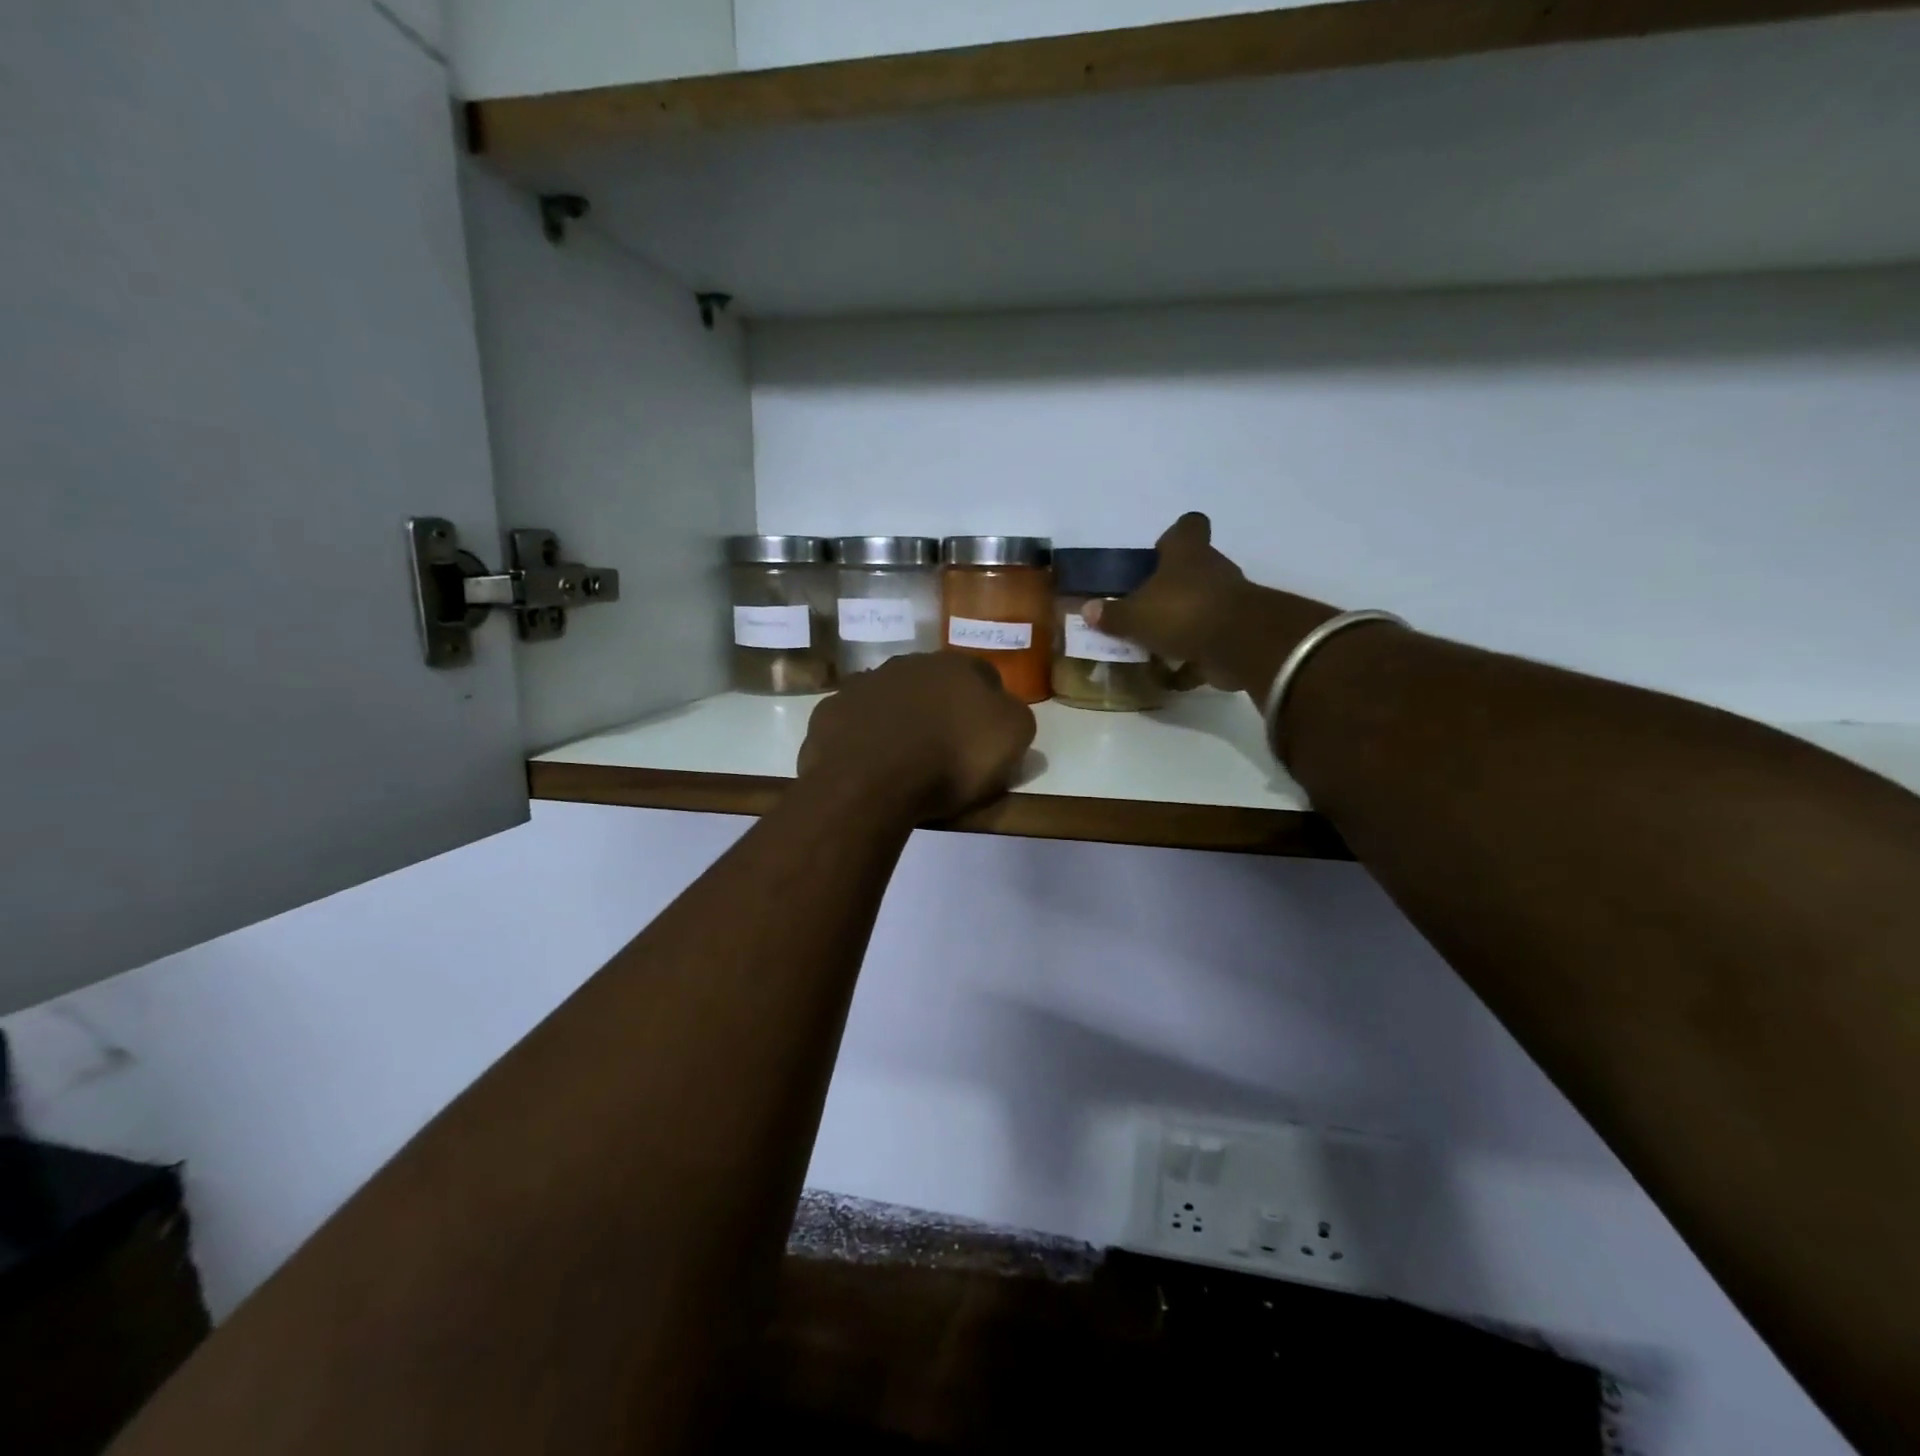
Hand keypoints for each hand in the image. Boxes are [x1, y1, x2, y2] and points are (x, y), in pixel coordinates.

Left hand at [798, 653, 1036, 819]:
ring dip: (899, 717)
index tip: (988, 736)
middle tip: (945, 746)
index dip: (989, 704)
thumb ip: (1015, 717)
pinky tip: (868, 762)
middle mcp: (909, 664)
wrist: (872, 780)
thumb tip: (1004, 710)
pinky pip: (855, 721)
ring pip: (890, 696)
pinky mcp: (831, 711)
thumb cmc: (951, 759)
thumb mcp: (1011, 739)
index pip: (984, 676)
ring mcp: (864, 684)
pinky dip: (862, 736)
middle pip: (933, 682)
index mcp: (956, 666)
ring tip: (903, 756)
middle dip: (940, 707)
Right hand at [1082, 513, 1253, 689]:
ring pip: (1199, 607)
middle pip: (1191, 570)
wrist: (1240, 645)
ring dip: (1179, 625)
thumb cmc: (1182, 613)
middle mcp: (1211, 571)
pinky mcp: (1235, 634)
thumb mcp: (1135, 616)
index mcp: (1187, 553)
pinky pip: (1207, 644)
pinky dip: (1191, 660)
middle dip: (1169, 589)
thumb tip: (1088, 609)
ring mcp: (1227, 603)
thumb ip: (1112, 614)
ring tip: (1150, 646)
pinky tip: (1169, 677)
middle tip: (1142, 609)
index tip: (1157, 553)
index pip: (1187, 527)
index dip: (1173, 536)